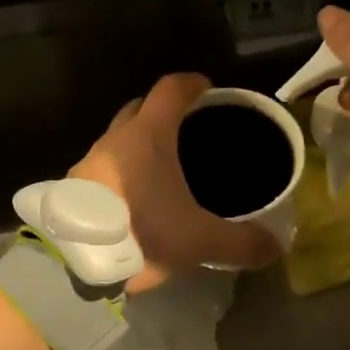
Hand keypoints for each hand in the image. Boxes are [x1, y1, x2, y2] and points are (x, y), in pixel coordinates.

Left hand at [70, 73, 280, 291]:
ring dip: (138, 145)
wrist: (74, 265)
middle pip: (140, 108)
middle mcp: (115, 140)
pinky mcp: (73, 189)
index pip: (170, 90)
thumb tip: (276, 247)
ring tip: (162, 169)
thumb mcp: (200, 241)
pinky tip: (134, 199)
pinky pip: (102, 167)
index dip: (191, 83)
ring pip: (118, 140)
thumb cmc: (142, 235)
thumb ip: (241, 243)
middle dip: (162, 111)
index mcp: (148, 136)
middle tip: (187, 127)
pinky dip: (121, 171)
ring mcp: (88, 162)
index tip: (206, 86)